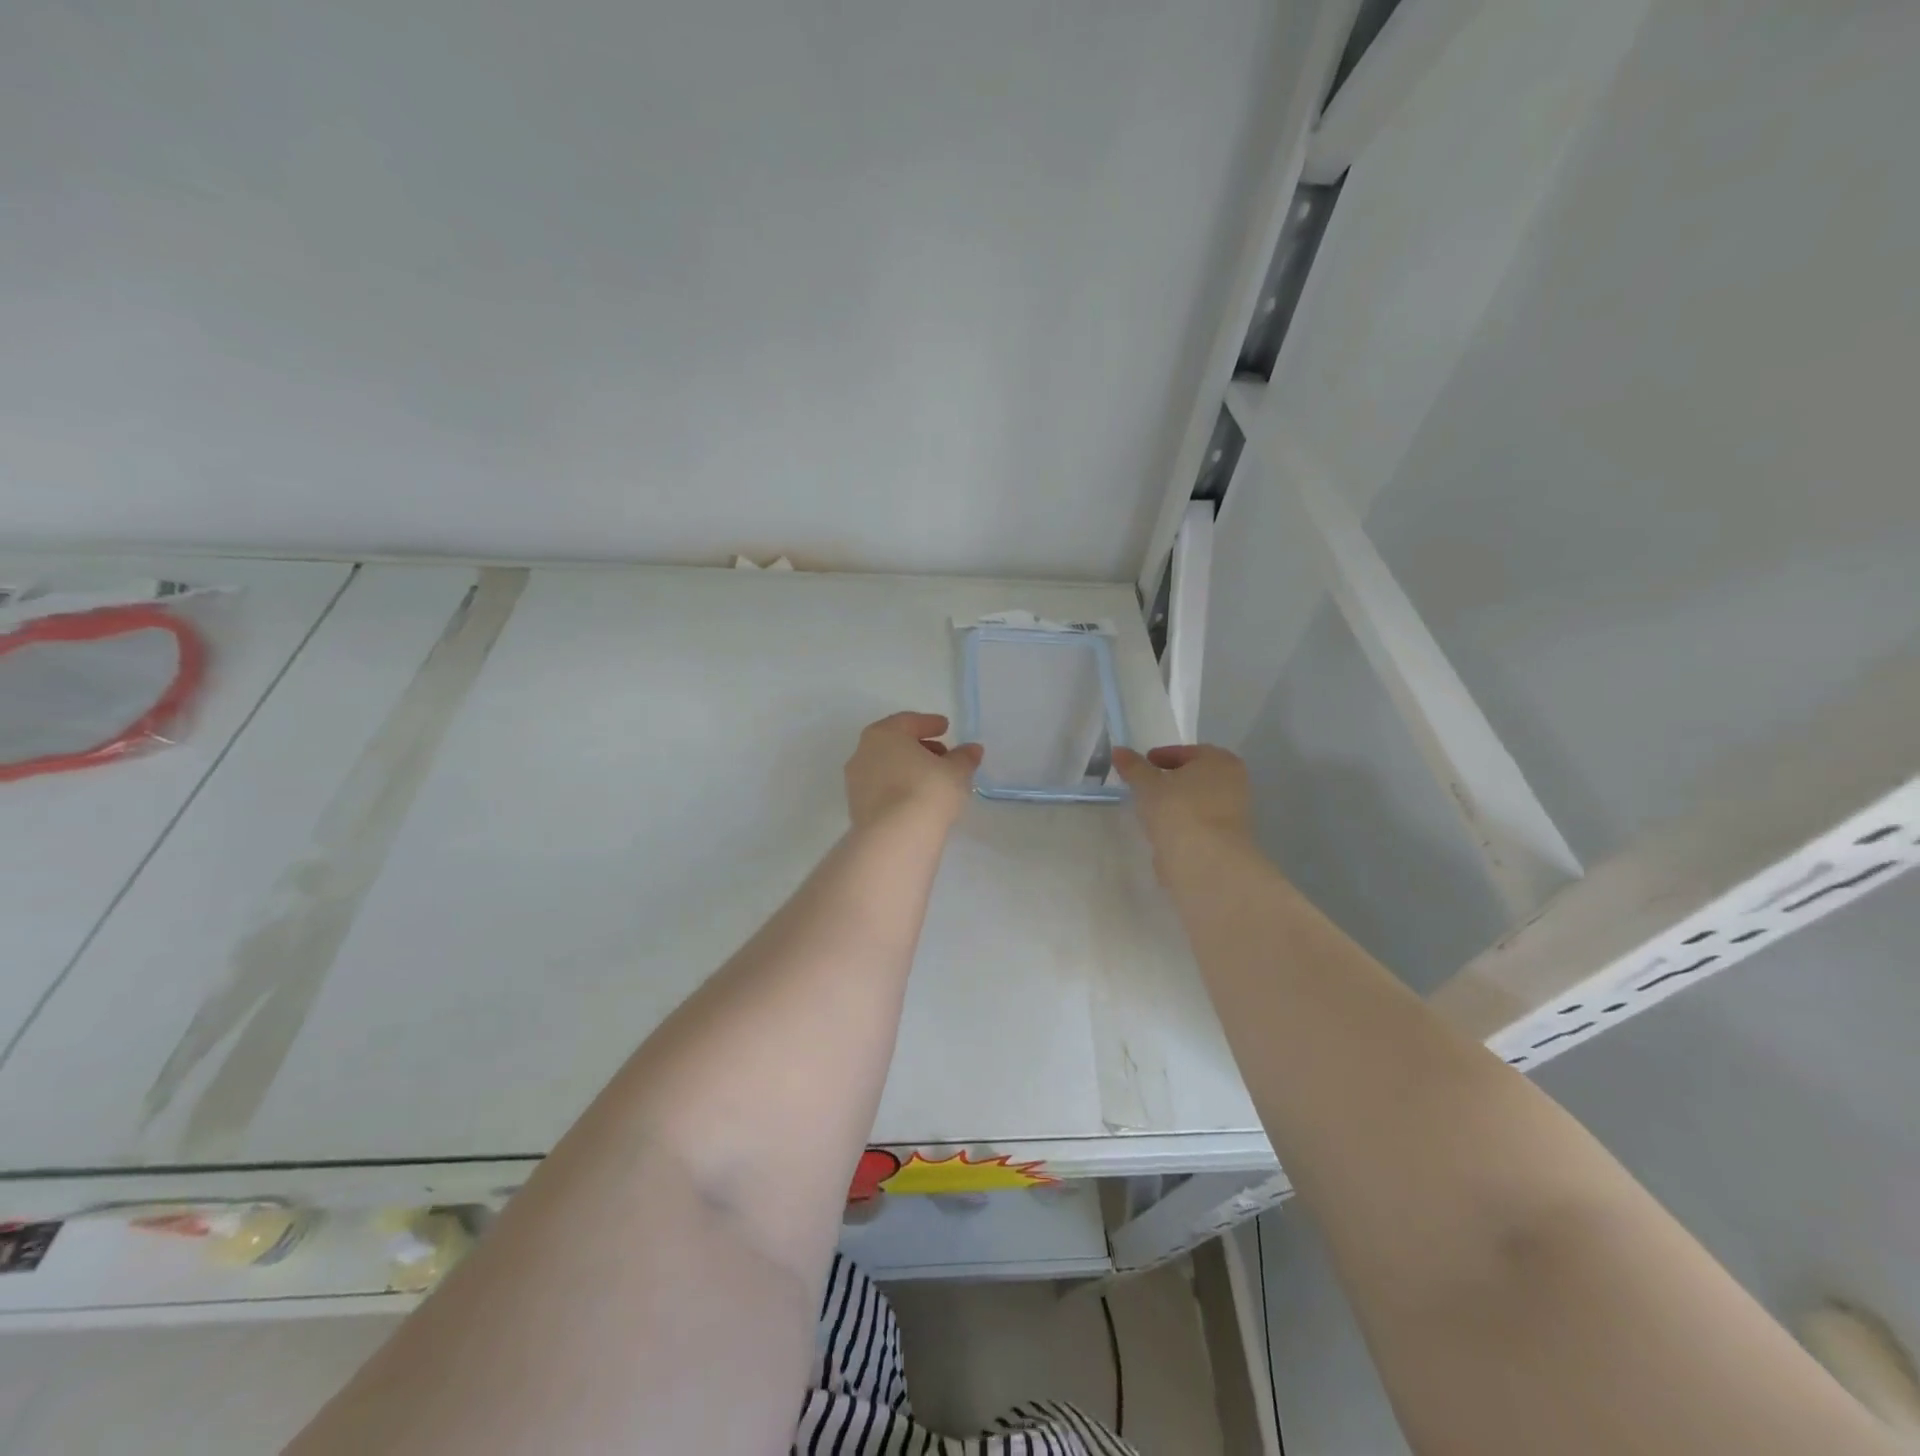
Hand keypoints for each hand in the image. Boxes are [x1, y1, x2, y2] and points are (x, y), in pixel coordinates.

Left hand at [844, 712, 982, 831]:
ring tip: (933, 780)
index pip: (908, 721)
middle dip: (919, 747)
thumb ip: (964, 757)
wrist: (895, 837)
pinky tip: (917, 800)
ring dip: (908, 769)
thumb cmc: (927, 791)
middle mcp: (863, 753)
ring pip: (886, 768)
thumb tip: (972, 749)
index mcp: (884, 734)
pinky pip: (882, 790)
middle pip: (894, 744)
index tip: (945, 727)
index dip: (929, 723)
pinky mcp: (856, 808)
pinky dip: (899, 789)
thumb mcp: (956, 771)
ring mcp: (856, 782)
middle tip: (943, 755)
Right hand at [1112, 744, 1254, 871]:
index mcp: (1219, 760)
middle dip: (1172, 779)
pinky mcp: (1228, 839)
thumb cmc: (1178, 809)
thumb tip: (1119, 751)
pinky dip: (1184, 822)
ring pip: (1199, 801)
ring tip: (1151, 809)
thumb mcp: (1147, 784)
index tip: (1145, 764)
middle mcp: (1234, 782)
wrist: (1205, 860)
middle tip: (1147, 785)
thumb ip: (1133, 767)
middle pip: (1197, 776)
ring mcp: (1234, 813)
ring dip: (1178, 803)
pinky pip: (1200, 823)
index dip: (1163, 756)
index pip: (1188, 752)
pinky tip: (1164, 830)